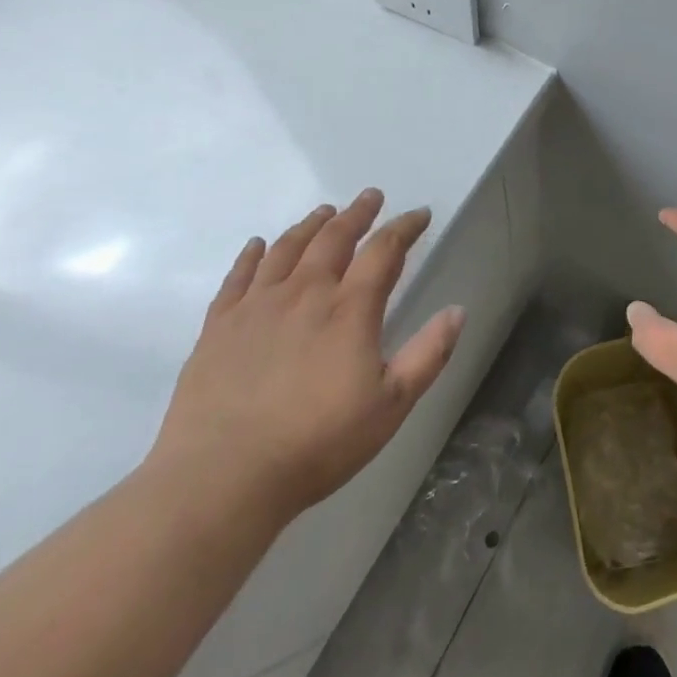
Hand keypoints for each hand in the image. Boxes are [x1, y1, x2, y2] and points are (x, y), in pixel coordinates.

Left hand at [147, 190, 464, 524]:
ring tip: (324, 212)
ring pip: (287, 249)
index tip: (419, 214)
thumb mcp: (391, 405)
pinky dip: (251, 255)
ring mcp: (257, 307)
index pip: (384, 250)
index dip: (404, 227)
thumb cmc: (317, 443)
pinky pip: (238, 277)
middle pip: (334, 238)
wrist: (220, 480)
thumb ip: (428, 354)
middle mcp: (305, 294)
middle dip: (357, 213)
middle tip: (370, 196)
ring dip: (310, 225)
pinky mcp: (218, 327)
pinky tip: (257, 245)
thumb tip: (458, 310)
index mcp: (350, 310)